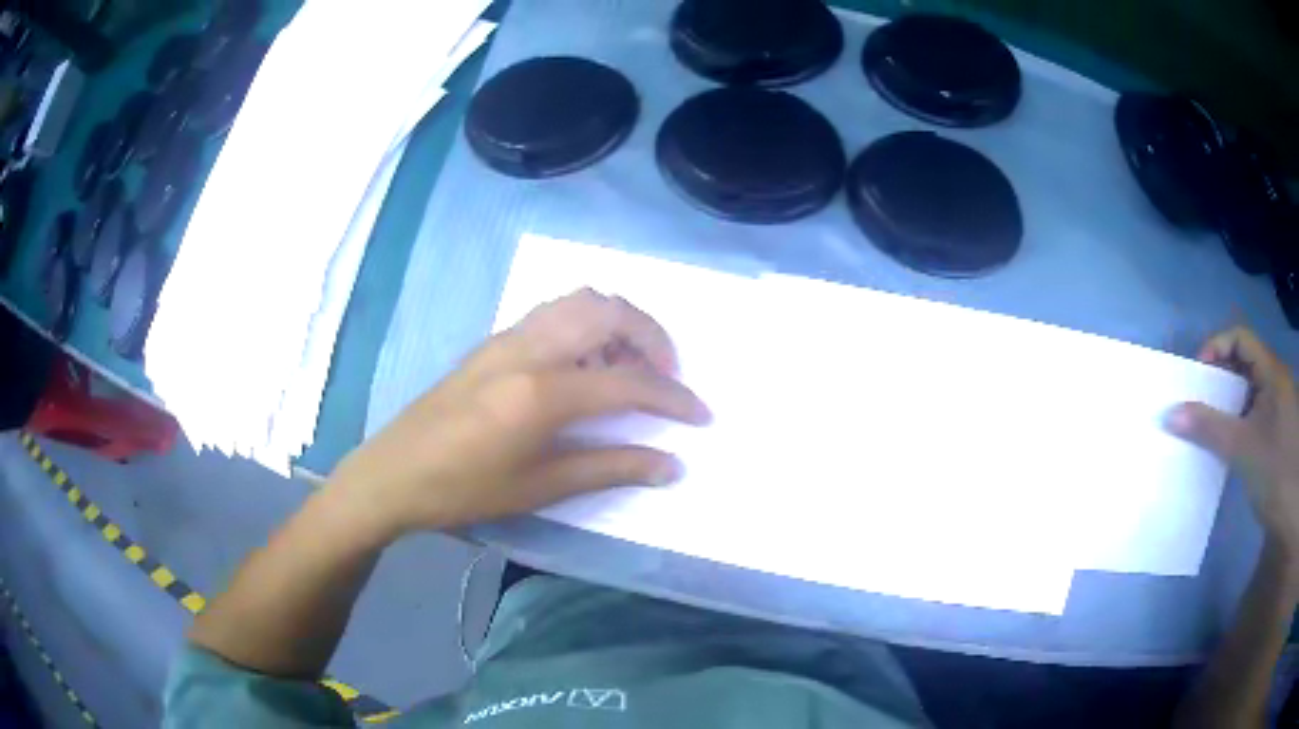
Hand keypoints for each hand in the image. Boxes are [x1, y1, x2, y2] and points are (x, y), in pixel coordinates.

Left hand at [327, 289, 711, 540]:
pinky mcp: (495, 340)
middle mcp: (529, 349)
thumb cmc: (464, 489)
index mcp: (541, 392)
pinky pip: (556, 311)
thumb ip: (611, 468)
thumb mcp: (540, 487)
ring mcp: (509, 337)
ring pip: (581, 300)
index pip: (628, 382)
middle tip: (666, 377)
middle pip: (610, 311)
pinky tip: (586, 363)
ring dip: (619, 323)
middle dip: (653, 338)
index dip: (673, 398)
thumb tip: (672, 466)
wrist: (394, 472)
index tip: (700, 416)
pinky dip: (588, 323)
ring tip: (629, 366)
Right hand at [1166, 327, 1298, 560]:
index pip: (1241, 338)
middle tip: (1198, 402)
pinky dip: (1236, 421)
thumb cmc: (1274, 472)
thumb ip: (1209, 429)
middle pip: (1243, 362)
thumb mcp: (1242, 449)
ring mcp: (1276, 408)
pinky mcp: (1273, 432)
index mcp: (1271, 372)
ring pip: (1247, 391)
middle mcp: (1274, 381)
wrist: (1290, 514)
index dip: (1217, 347)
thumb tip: (1170, 414)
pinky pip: (1251, 413)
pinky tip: (1226, 443)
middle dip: (1219, 377)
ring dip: (1226, 403)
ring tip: (1208, 425)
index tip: (1198, 376)